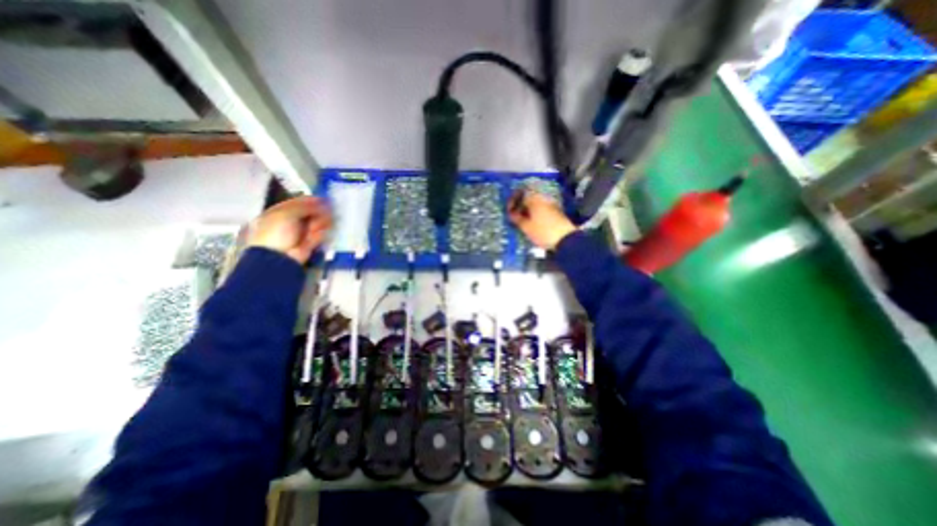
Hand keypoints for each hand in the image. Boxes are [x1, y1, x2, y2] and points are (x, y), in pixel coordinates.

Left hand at [247, 195, 334, 263]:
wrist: (279, 256)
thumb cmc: (277, 232)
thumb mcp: (286, 213)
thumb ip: (304, 206)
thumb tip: (320, 200)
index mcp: (281, 211)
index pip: (300, 201)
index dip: (312, 200)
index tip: (324, 199)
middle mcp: (292, 220)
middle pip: (311, 212)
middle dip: (318, 213)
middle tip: (322, 214)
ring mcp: (302, 231)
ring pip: (318, 222)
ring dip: (319, 224)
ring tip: (314, 228)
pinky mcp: (311, 241)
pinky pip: (320, 234)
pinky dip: (320, 234)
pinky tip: (315, 235)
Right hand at [510, 189, 574, 250]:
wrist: (566, 239)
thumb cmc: (543, 232)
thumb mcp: (526, 227)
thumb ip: (517, 218)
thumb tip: (511, 213)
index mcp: (534, 199)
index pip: (520, 195)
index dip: (512, 202)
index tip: (509, 211)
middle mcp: (543, 199)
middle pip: (528, 199)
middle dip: (520, 207)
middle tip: (514, 217)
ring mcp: (551, 205)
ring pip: (535, 205)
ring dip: (528, 211)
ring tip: (522, 222)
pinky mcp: (556, 212)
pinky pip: (541, 210)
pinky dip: (535, 215)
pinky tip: (532, 224)